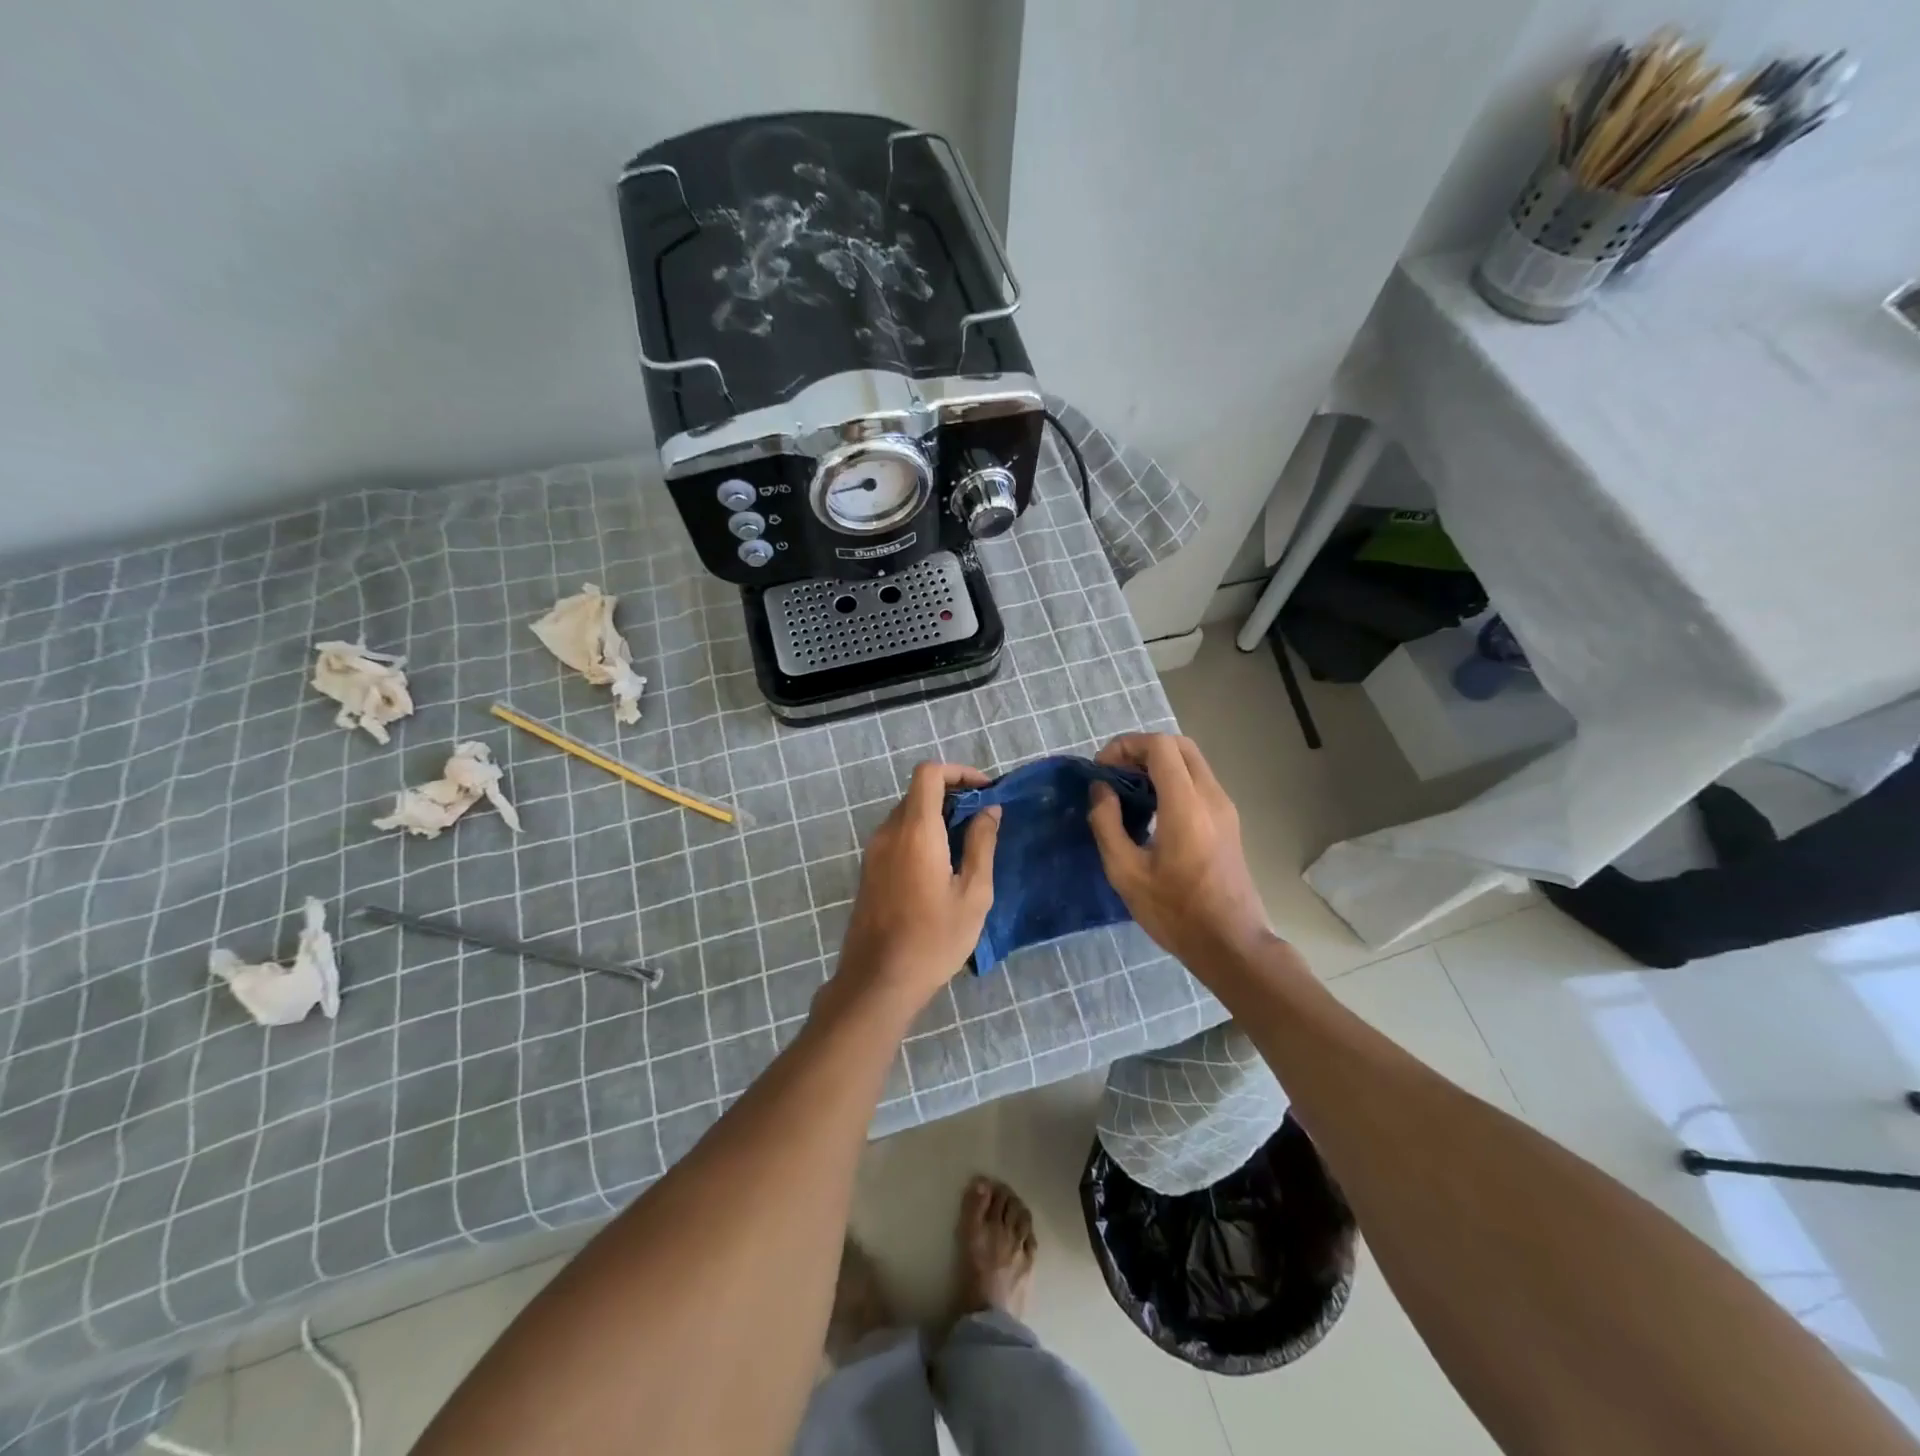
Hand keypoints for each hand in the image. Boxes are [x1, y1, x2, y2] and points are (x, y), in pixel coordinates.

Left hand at [831, 762, 1000, 1017]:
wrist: (878, 981)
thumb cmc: (934, 939)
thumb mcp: (973, 894)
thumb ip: (982, 845)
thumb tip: (989, 810)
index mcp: (916, 831)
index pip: (929, 773)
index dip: (958, 772)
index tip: (985, 791)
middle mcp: (889, 831)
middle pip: (918, 792)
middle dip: (953, 795)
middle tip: (983, 820)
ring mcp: (874, 851)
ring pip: (907, 813)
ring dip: (937, 816)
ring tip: (967, 844)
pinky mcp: (869, 869)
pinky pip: (897, 835)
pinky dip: (921, 834)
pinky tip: (942, 865)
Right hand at [1088, 734, 1272, 968]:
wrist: (1230, 944)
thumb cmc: (1175, 912)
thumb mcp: (1126, 872)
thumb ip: (1107, 823)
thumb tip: (1101, 790)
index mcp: (1187, 806)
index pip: (1160, 746)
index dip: (1126, 746)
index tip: (1102, 771)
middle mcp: (1211, 797)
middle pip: (1179, 744)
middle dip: (1142, 749)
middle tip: (1114, 773)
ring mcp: (1225, 808)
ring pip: (1191, 761)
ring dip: (1157, 763)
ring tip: (1127, 791)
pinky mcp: (1228, 821)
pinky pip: (1198, 781)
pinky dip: (1171, 779)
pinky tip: (1150, 809)